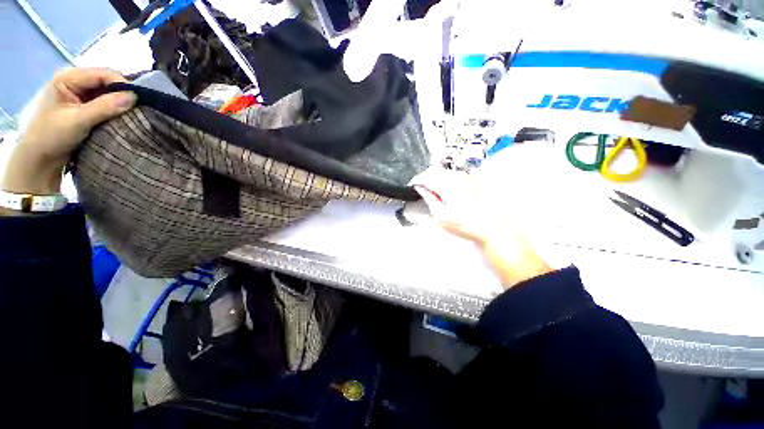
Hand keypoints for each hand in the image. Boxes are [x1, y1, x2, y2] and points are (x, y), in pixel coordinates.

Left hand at [2, 68, 135, 194]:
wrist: (40, 158)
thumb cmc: (52, 137)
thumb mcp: (78, 121)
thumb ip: (105, 107)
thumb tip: (134, 97)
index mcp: (67, 78)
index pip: (102, 74)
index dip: (122, 85)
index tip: (138, 101)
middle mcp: (74, 81)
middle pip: (106, 81)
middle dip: (122, 93)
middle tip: (137, 109)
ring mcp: (79, 93)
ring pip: (107, 92)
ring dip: (119, 102)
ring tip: (131, 113)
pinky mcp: (84, 105)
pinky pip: (105, 101)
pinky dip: (115, 108)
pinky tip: (121, 116)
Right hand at [413, 168, 551, 288]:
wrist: (489, 226)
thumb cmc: (462, 223)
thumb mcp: (440, 215)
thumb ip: (428, 198)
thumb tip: (420, 188)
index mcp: (446, 184)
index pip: (425, 176)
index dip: (416, 180)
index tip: (411, 186)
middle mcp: (456, 176)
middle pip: (434, 170)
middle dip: (424, 177)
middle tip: (419, 189)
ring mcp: (465, 176)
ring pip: (443, 171)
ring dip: (434, 178)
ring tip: (431, 190)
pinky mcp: (471, 180)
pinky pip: (453, 174)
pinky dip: (444, 179)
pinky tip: (444, 189)